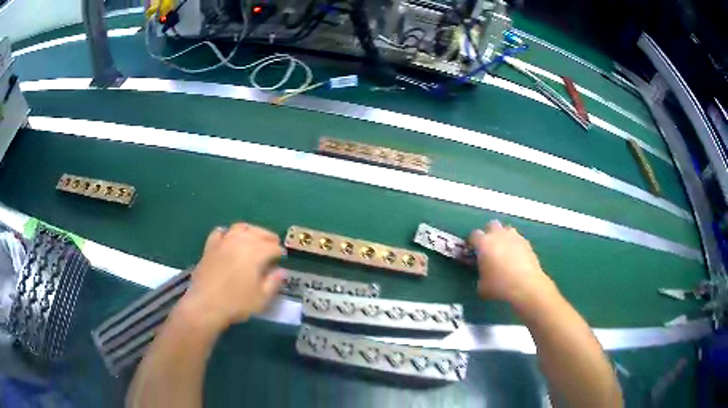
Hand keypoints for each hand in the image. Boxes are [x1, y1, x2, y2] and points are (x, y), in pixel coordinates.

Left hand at [177, 223, 285, 331]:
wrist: (205, 305)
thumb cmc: (236, 304)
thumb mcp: (261, 298)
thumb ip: (273, 283)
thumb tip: (282, 271)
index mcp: (255, 253)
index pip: (272, 247)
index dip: (279, 252)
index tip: (282, 258)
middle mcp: (239, 242)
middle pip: (257, 233)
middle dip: (267, 237)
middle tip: (273, 243)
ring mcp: (223, 242)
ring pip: (239, 228)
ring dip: (250, 231)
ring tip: (254, 238)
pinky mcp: (210, 247)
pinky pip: (220, 233)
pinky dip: (228, 233)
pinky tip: (229, 239)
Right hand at [469, 221, 553, 305]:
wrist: (526, 286)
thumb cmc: (500, 285)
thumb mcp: (482, 286)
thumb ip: (479, 275)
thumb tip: (483, 275)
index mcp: (484, 243)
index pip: (474, 235)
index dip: (472, 242)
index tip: (472, 251)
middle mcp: (499, 235)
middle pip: (491, 225)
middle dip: (489, 233)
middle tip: (489, 247)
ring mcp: (514, 237)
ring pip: (506, 229)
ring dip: (503, 236)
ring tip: (503, 251)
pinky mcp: (527, 242)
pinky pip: (517, 239)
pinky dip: (515, 245)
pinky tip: (516, 257)